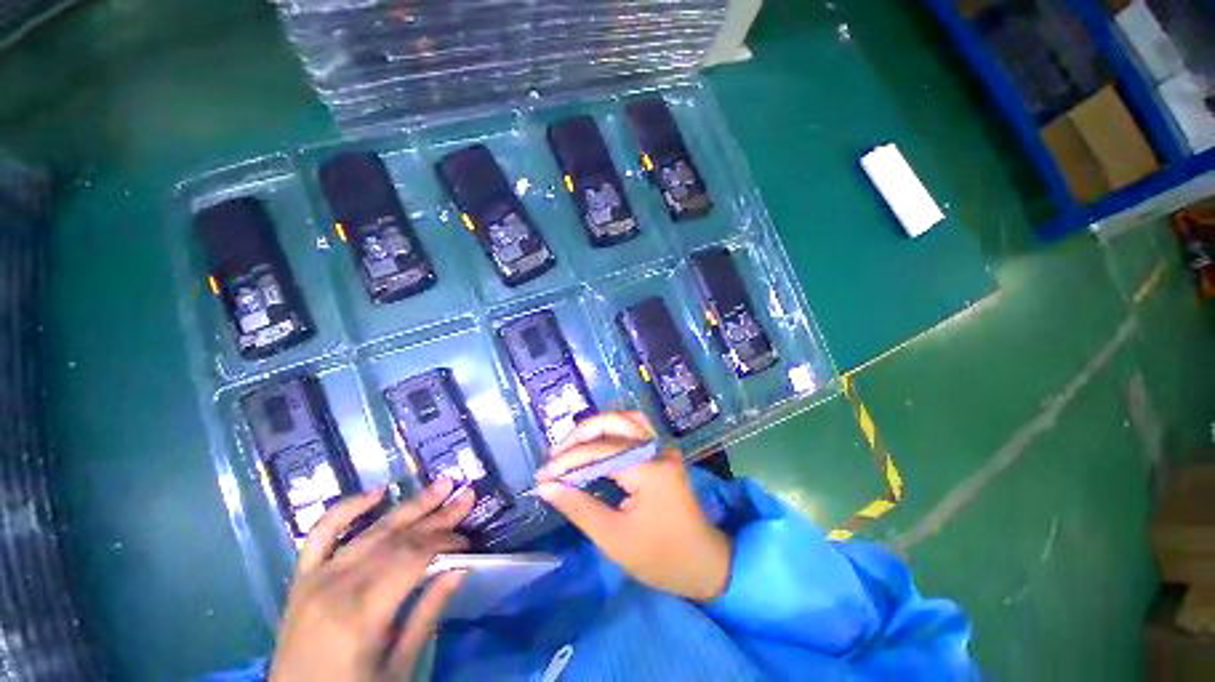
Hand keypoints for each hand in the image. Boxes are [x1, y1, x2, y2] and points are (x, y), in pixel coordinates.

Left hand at [269, 479, 473, 681]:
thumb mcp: (399, 667)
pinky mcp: (301, 578)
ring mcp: (315, 578)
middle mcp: (336, 587)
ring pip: (372, 531)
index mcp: (361, 614)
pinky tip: (377, 492)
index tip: (469, 541)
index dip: (445, 543)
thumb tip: (462, 568)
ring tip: (442, 484)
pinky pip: (321, 533)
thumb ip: (428, 613)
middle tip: (467, 496)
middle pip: (397, 539)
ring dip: (410, 506)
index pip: (413, 559)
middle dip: (437, 516)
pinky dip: (348, 508)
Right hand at [535, 411, 731, 601]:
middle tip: (555, 456)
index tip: (542, 475)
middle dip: (580, 436)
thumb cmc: (660, 558)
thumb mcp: (613, 538)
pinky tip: (597, 442)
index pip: (600, 451)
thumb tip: (546, 486)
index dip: (567, 460)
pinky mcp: (663, 451)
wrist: (703, 563)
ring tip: (572, 446)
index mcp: (649, 469)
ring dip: (596, 427)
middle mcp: (658, 448)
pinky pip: (636, 427)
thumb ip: (578, 507)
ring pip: (626, 419)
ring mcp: (664, 446)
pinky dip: (613, 429)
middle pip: (614, 423)